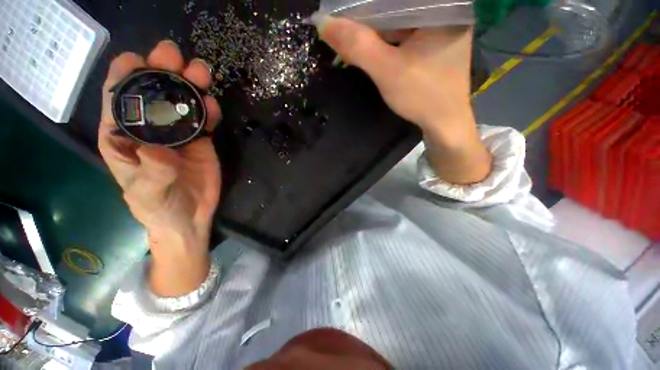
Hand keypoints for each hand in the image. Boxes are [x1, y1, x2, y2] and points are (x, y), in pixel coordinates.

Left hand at [99, 40, 222, 296]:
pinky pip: (204, 120)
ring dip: (190, 84)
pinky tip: (213, 107)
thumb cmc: (159, 207)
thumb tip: (158, 149)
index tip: (140, 60)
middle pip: (153, 91)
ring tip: (200, 73)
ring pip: (181, 101)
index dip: (126, 75)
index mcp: (123, 136)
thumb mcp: (148, 193)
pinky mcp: (200, 140)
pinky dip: (209, 110)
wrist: (189, 217)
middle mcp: (149, 127)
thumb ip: (151, 173)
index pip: (118, 98)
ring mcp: (177, 133)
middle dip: (162, 70)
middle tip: (175, 57)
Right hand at [315, 17, 491, 183]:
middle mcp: (445, 11)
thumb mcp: (388, 71)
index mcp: (442, 8)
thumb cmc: (422, 97)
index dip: (367, 4)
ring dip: (375, 28)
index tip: (343, 12)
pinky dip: (386, 39)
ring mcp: (440, 29)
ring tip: (353, 32)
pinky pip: (403, 34)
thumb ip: (359, 46)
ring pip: (399, 19)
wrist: (443, 124)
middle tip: (345, 22)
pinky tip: (370, 44)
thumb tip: (324, 23)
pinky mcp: (432, 45)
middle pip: (398, 6)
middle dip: (370, 15)